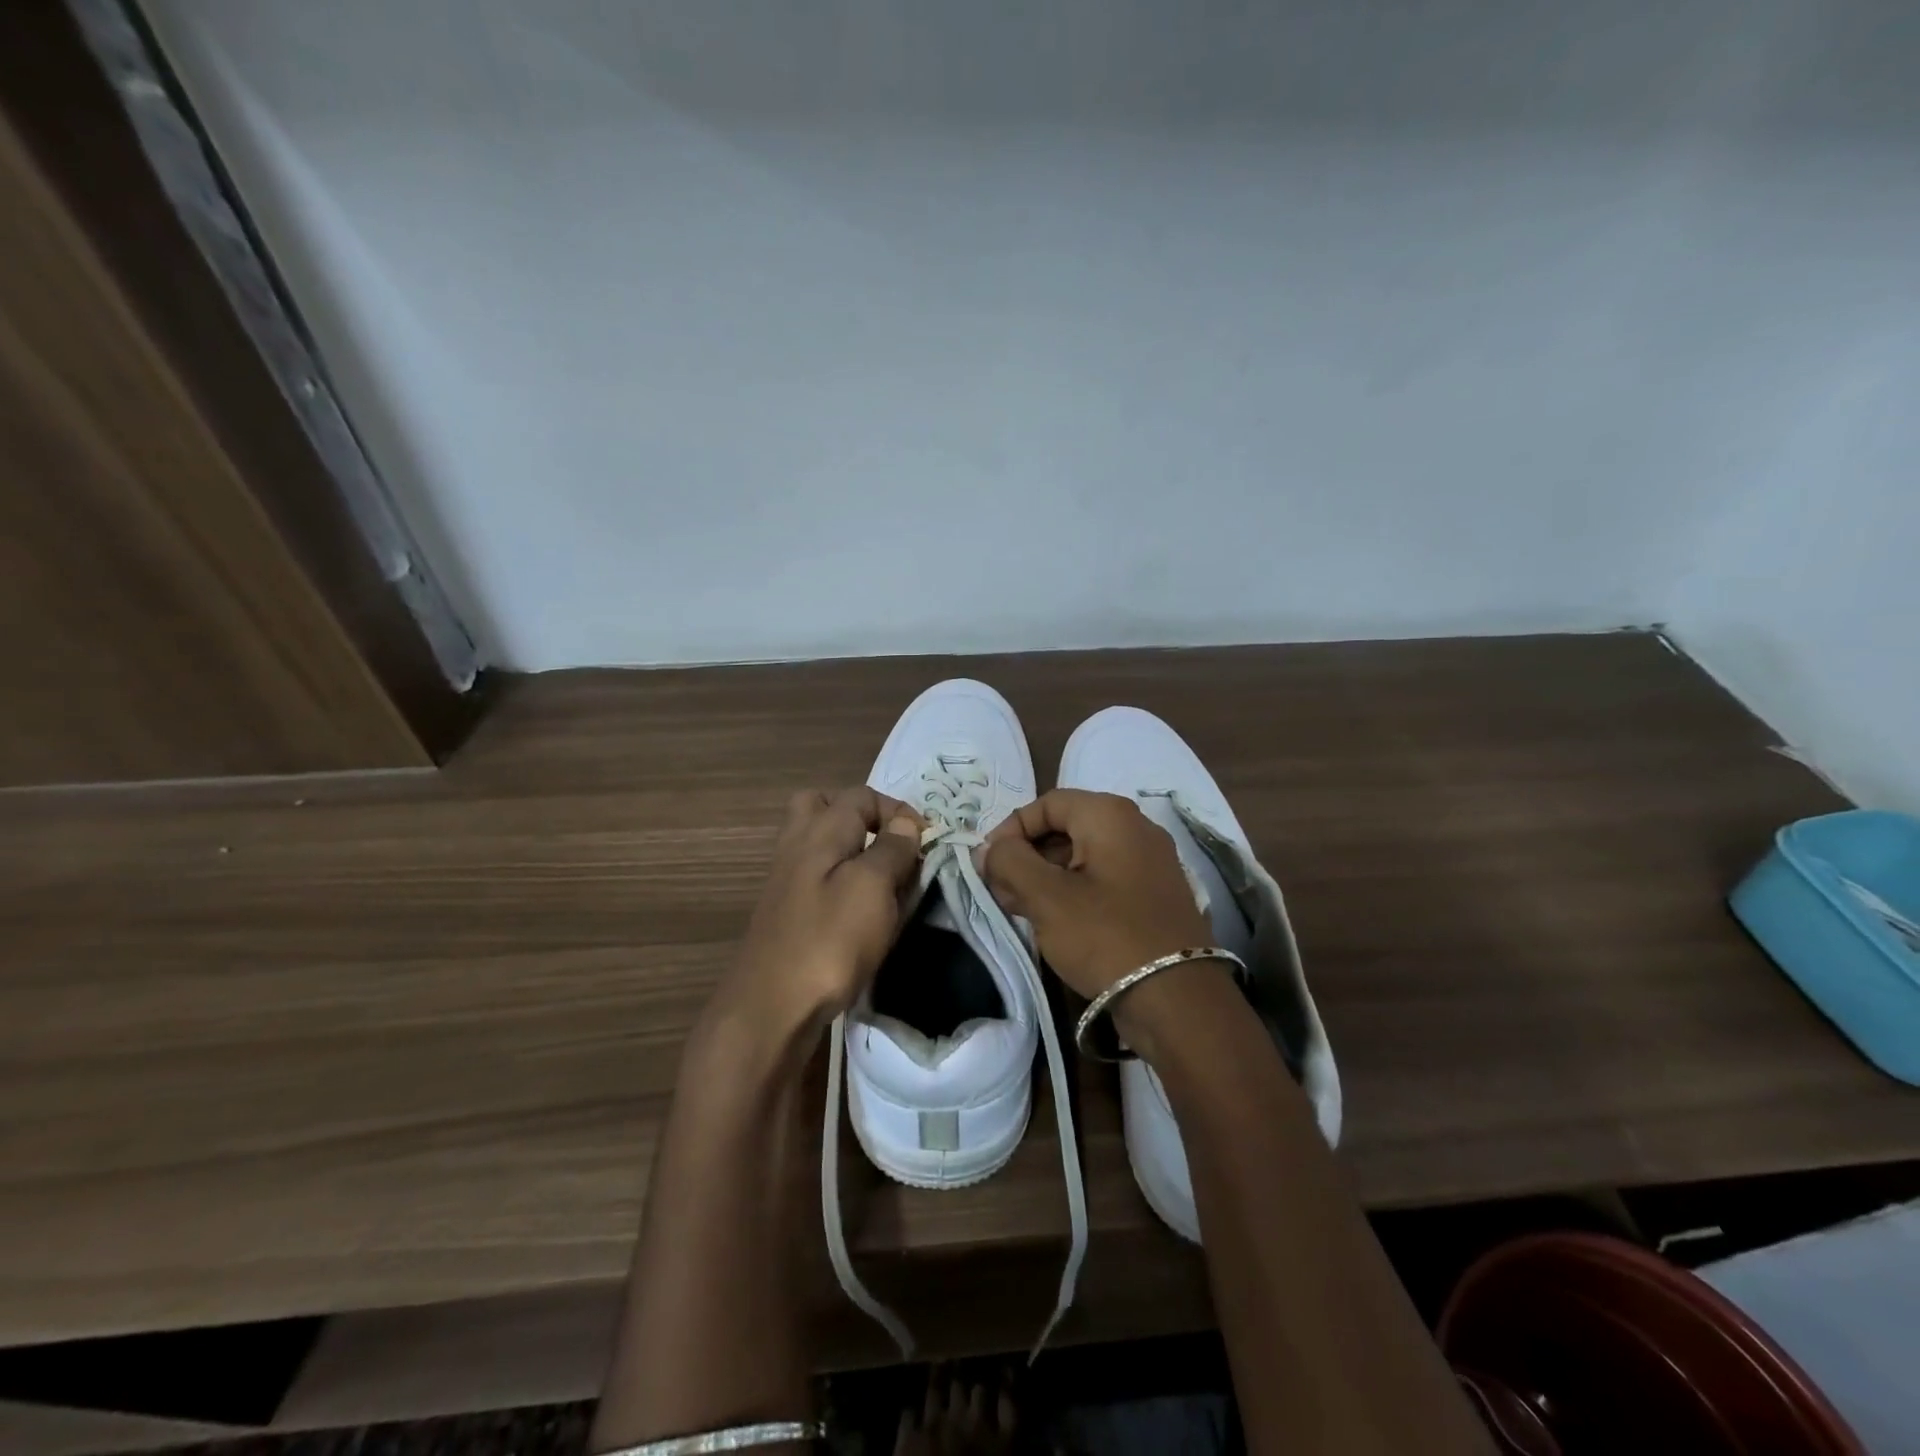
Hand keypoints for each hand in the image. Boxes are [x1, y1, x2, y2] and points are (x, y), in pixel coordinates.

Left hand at [714, 787, 924, 1039]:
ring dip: (851, 850)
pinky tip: (859, 910)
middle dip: (863, 818)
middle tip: (890, 847)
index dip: (899, 812)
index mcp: (821, 829)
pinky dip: (839, 880)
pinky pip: (815, 875)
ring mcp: (786, 878)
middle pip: (824, 806)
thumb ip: (892, 849)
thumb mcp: (873, 888)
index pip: (863, 795)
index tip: (925, 845)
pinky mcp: (786, 911)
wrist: (770, 1009)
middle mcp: (798, 844)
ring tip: (881, 880)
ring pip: (818, 842)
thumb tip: (905, 823)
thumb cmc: (829, 941)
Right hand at [980, 789, 1211, 1001]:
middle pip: (1066, 828)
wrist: (1178, 1001)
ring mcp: (1150, 863)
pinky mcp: (1155, 896)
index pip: (1047, 804)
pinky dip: (1073, 892)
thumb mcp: (1046, 897)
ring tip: (1020, 910)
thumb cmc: (1106, 936)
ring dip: (1046, 877)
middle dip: (1027, 856)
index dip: (1011, 829)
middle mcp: (1136, 828)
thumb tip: (989, 848)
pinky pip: (1104, 880)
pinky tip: (1053, 922)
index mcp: (1111, 816)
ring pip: (1083, 856)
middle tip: (1000, 891)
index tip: (988, 864)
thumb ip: (1010, 862)